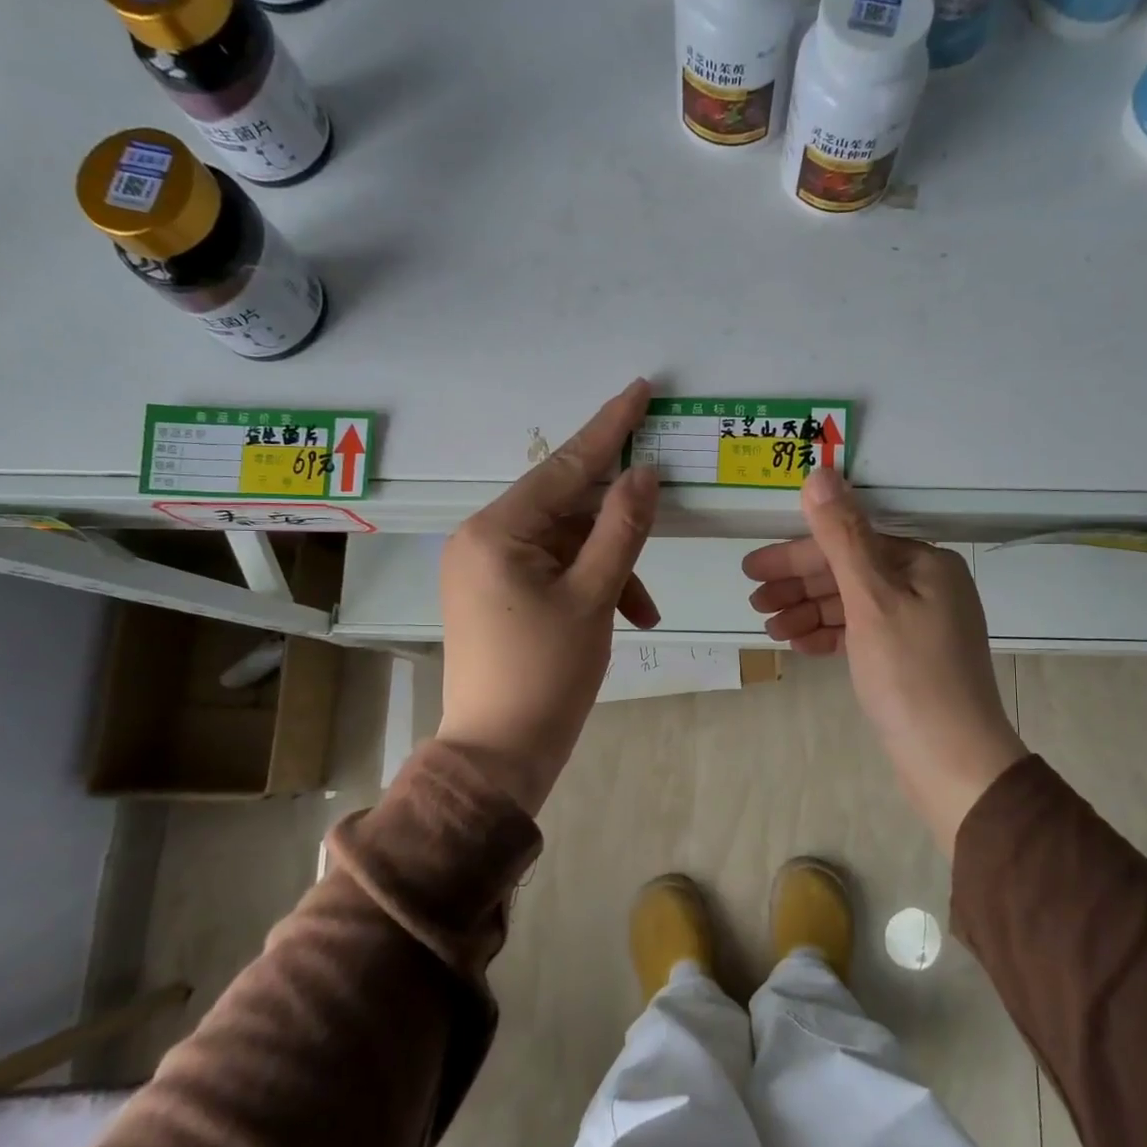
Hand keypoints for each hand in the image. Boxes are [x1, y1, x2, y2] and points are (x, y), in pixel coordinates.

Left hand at [437, 380, 660, 813]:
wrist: (497, 757)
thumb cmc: (545, 677)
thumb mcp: (593, 598)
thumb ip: (622, 529)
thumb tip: (643, 473)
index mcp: (496, 531)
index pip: (564, 466)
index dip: (609, 428)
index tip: (640, 389)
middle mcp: (483, 539)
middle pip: (566, 507)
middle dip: (618, 524)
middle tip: (663, 511)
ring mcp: (487, 568)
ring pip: (566, 544)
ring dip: (611, 568)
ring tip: (643, 609)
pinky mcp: (496, 594)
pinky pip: (553, 570)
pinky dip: (590, 586)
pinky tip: (624, 618)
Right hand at [742, 467, 1026, 851]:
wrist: (955, 764)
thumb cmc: (910, 676)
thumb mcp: (871, 601)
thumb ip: (842, 537)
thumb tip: (820, 473)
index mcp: (924, 564)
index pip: (849, 544)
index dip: (797, 556)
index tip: (752, 571)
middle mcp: (927, 586)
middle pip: (849, 573)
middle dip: (799, 586)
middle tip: (755, 602)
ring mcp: (921, 625)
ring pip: (852, 605)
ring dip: (809, 612)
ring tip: (770, 628)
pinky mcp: (910, 659)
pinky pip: (862, 633)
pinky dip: (830, 635)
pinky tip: (799, 644)